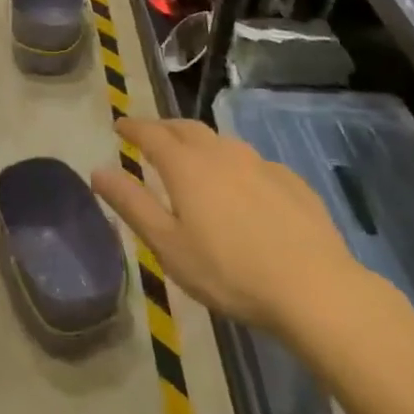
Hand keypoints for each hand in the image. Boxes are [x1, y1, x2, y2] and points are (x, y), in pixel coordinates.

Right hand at [92, 117, 374, 353]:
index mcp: (186, 165)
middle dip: (164, 128)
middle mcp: (220, 152)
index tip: (119, 125)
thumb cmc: (230, 271)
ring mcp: (259, 163)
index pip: (150, 133)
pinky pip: (252, 162)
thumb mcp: (169, 246)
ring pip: (220, 142)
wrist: (315, 289)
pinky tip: (242, 187)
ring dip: (200, 144)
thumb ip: (131, 204)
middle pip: (185, 128)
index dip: (132, 127)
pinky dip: (235, 165)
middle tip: (151, 137)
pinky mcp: (290, 181)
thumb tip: (97, 170)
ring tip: (193, 160)